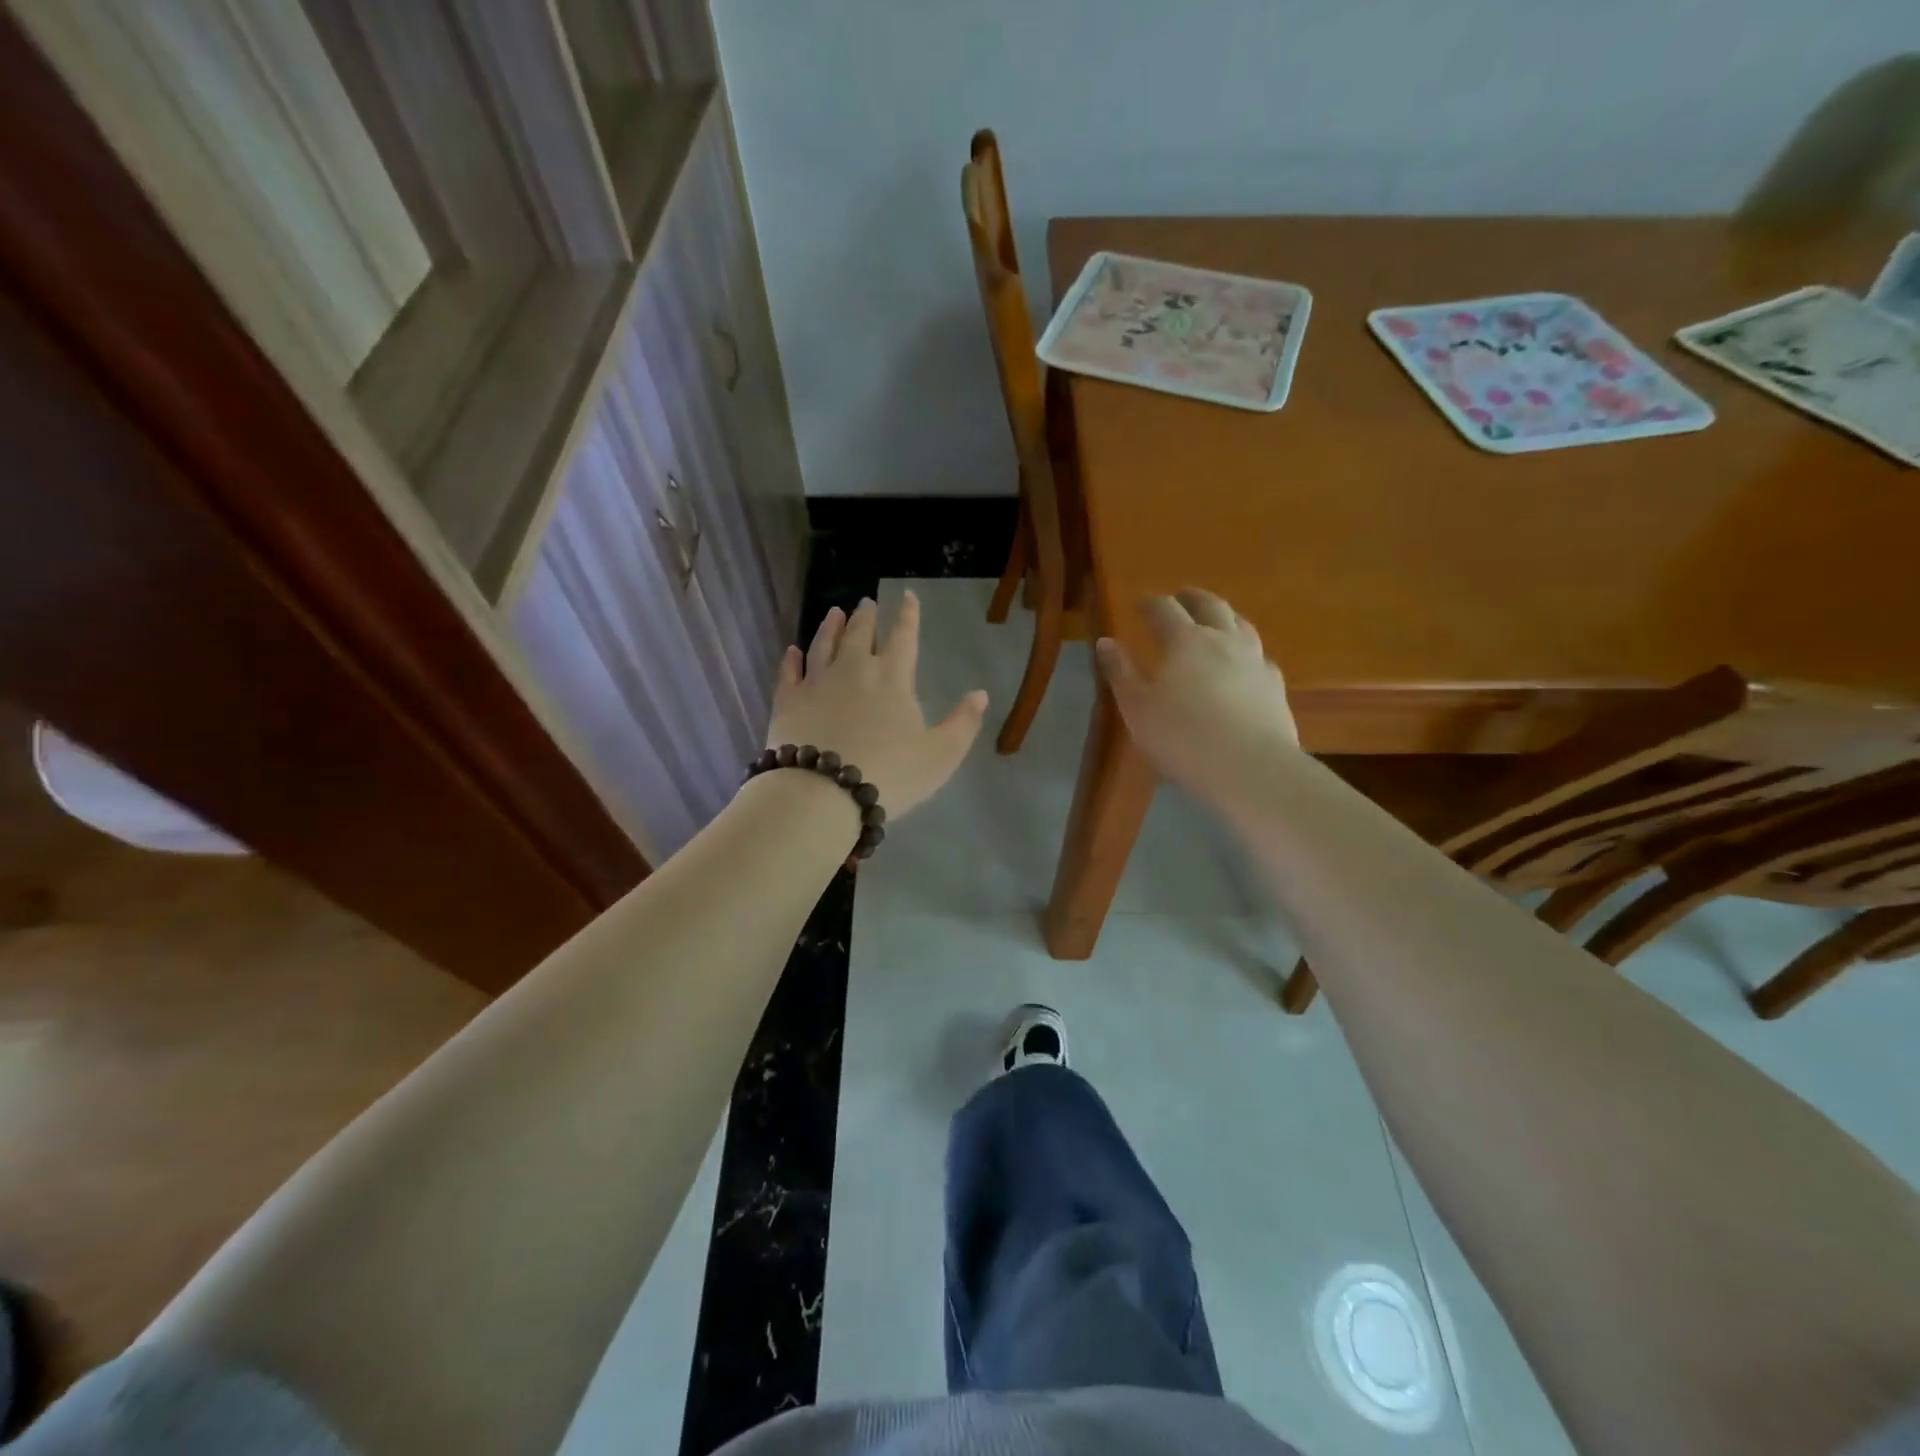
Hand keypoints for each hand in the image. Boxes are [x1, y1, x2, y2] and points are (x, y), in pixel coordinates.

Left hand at [765, 592, 988, 818]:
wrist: (823, 793)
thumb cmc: (890, 774)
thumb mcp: (940, 755)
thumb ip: (962, 724)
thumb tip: (980, 694)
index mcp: (893, 678)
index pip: (904, 637)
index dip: (908, 615)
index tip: (907, 596)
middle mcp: (854, 669)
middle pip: (860, 634)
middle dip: (866, 616)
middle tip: (866, 602)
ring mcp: (816, 682)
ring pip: (823, 645)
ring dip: (830, 627)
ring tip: (834, 613)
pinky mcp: (787, 701)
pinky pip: (789, 673)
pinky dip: (791, 660)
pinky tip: (792, 651)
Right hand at [1096, 589, 1298, 804]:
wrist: (1251, 768)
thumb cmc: (1182, 738)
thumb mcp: (1137, 708)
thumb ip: (1121, 673)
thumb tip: (1106, 641)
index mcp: (1184, 641)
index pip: (1164, 609)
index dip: (1150, 603)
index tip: (1139, 603)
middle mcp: (1222, 640)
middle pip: (1209, 606)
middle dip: (1191, 598)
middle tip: (1181, 597)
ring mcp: (1254, 660)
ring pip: (1240, 624)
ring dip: (1223, 616)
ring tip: (1215, 620)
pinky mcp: (1275, 685)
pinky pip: (1259, 655)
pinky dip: (1246, 650)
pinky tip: (1244, 663)